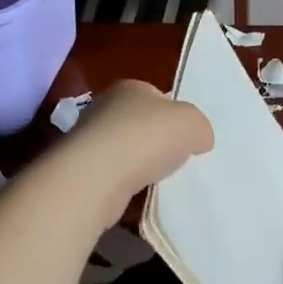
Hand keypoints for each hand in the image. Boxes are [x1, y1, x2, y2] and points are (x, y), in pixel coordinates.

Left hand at [63, 79, 213, 210]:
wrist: (97, 177)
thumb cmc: (147, 138)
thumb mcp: (193, 123)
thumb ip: (200, 127)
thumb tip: (199, 140)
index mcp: (130, 88)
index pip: (157, 96)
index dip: (175, 114)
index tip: (188, 136)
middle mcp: (105, 108)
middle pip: (140, 123)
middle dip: (158, 140)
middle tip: (178, 159)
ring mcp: (89, 140)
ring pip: (126, 151)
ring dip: (142, 165)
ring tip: (162, 181)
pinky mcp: (82, 171)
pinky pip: (114, 176)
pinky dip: (127, 185)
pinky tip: (140, 195)